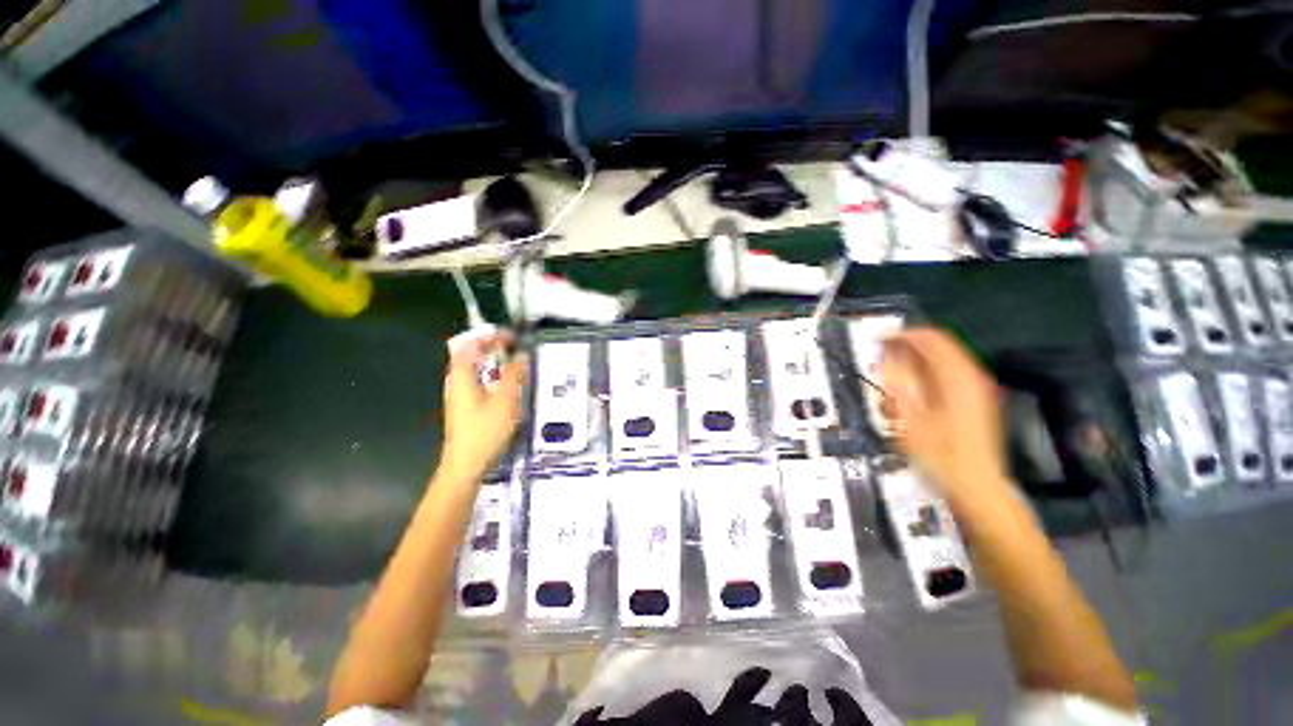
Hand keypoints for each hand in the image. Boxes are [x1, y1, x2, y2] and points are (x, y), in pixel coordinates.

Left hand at [440, 331, 528, 480]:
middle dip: (493, 347)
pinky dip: (494, 376)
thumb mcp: (506, 400)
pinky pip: (479, 382)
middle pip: (471, 355)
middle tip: (515, 348)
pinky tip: (508, 386)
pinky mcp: (465, 407)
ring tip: (515, 364)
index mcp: (462, 376)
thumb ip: (515, 374)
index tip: (512, 337)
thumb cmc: (485, 431)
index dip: (491, 336)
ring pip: (476, 369)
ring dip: (495, 362)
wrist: (466, 465)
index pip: (472, 345)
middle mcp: (457, 382)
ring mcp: (459, 395)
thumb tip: (522, 355)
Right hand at [881, 328, 1009, 507]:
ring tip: (893, 374)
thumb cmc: (942, 457)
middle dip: (908, 347)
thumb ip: (896, 386)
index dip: (903, 335)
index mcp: (958, 379)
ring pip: (944, 359)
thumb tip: (884, 360)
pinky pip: (949, 373)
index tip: (879, 340)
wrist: (977, 487)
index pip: (931, 339)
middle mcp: (972, 377)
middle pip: (939, 345)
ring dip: (916, 361)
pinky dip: (927, 372)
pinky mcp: (976, 400)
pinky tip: (913, 388)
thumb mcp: (910, 422)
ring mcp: (977, 388)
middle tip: (882, 356)